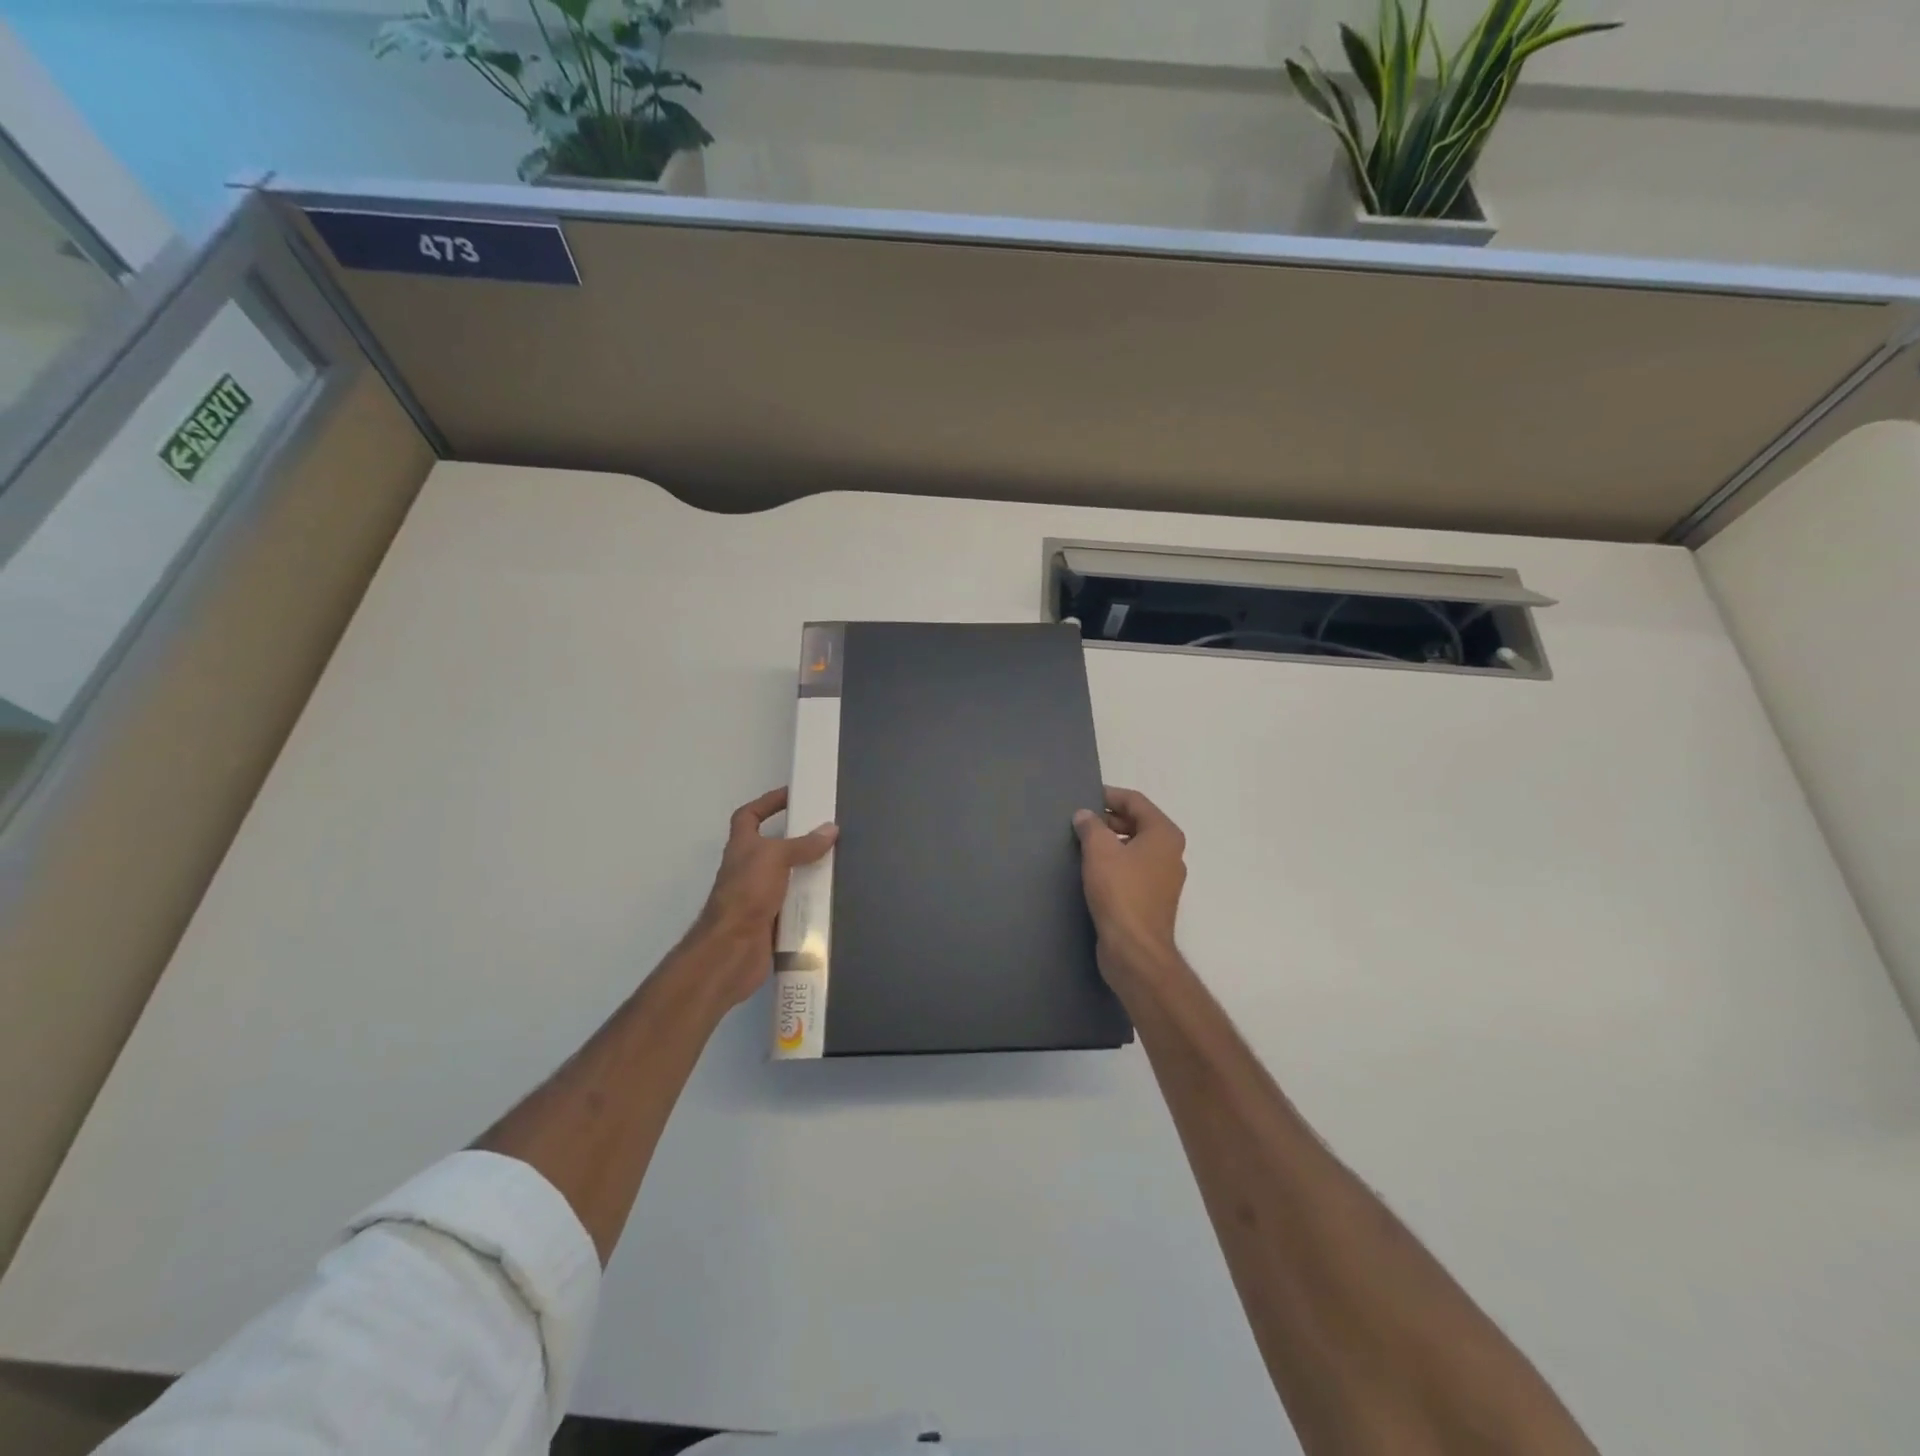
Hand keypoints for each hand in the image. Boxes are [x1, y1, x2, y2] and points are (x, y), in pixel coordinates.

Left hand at [688, 788, 836, 1006]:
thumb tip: (830, 829)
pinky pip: (796, 905)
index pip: (748, 816)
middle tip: (828, 833)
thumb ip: (803, 845)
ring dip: (808, 872)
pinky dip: (811, 901)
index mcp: (742, 847)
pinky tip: (833, 898)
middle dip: (798, 840)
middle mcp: (748, 869)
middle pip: (773, 847)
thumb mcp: (775, 858)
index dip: (766, 803)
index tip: (792, 796)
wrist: (732, 949)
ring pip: (788, 877)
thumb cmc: (747, 893)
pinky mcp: (772, 920)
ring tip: (838, 863)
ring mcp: (759, 896)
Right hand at [1073, 786, 1186, 983]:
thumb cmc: (1120, 893)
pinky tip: (1091, 870)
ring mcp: (1164, 878)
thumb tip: (1085, 815)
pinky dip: (1114, 863)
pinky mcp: (1152, 899)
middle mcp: (1170, 852)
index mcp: (1164, 834)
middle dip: (1108, 819)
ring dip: (1109, 842)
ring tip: (1080, 843)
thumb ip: (1091, 826)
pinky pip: (1133, 870)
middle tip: (1078, 821)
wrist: (1135, 950)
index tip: (1083, 798)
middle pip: (1137, 823)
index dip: (1109, 795)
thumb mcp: (1099, 851)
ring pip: (1134, 848)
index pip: (1136, 801)